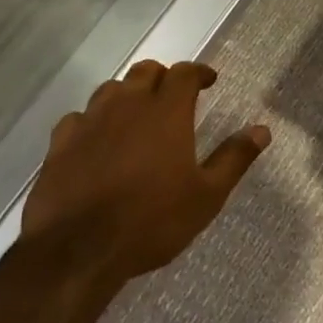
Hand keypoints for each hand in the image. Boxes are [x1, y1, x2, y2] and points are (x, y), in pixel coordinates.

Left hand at [21, 59, 269, 279]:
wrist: (77, 251)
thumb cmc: (151, 221)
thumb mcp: (206, 196)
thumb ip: (234, 158)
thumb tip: (262, 130)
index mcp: (166, 112)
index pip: (184, 73)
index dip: (198, 72)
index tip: (209, 81)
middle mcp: (127, 105)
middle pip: (145, 72)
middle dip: (163, 78)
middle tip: (174, 97)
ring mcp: (89, 122)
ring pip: (111, 90)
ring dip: (128, 95)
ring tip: (137, 115)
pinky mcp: (59, 144)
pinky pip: (78, 118)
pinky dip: (92, 121)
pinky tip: (96, 140)